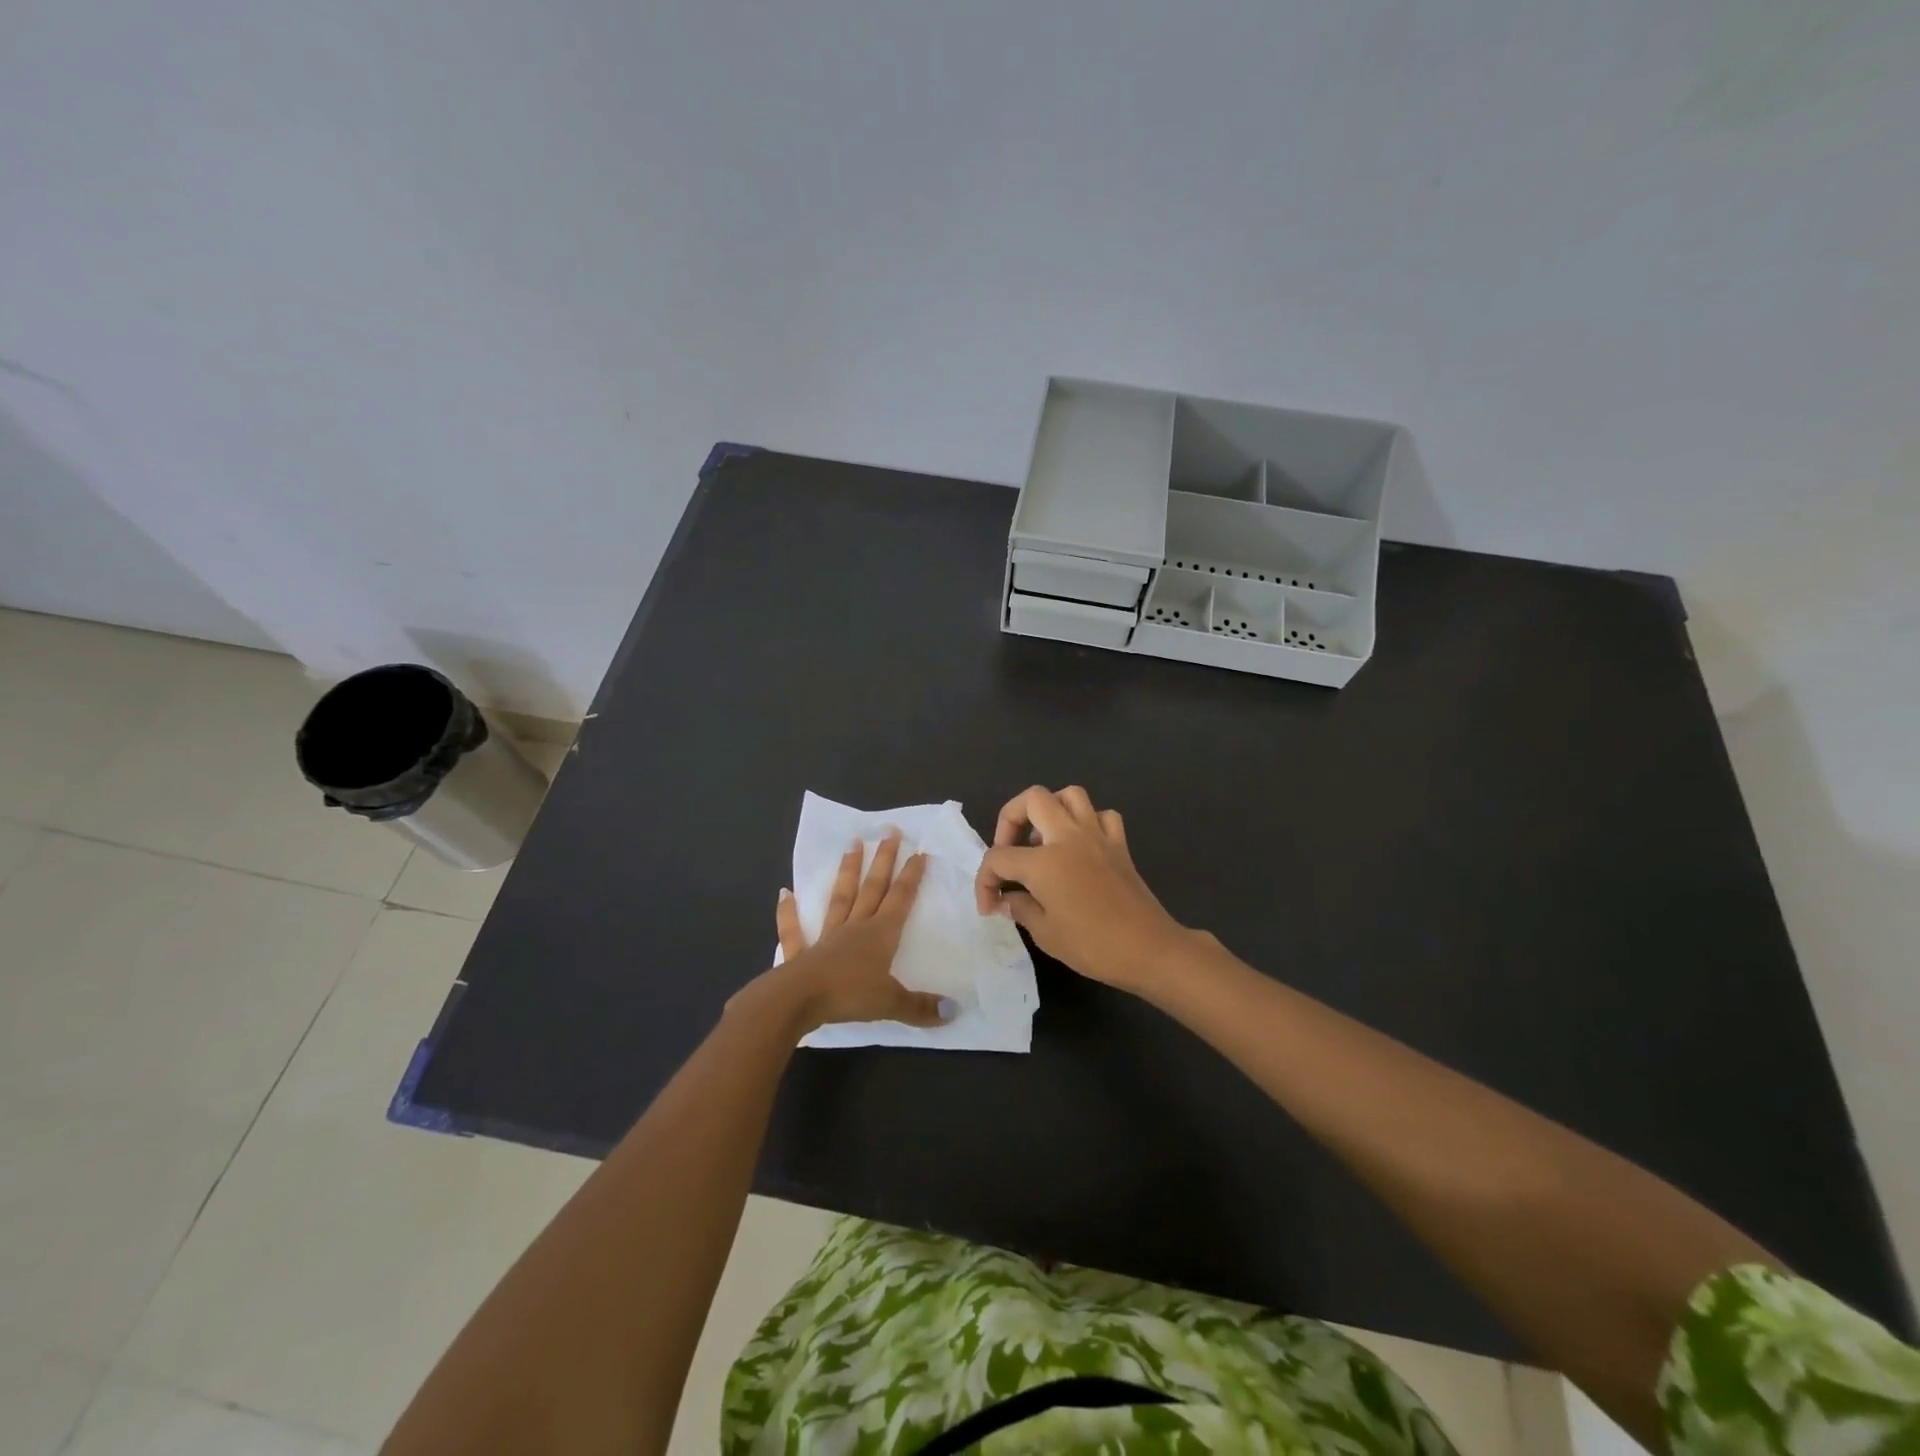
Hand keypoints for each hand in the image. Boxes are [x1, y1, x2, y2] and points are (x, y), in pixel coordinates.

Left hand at [740, 831, 953, 1033]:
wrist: (798, 1000)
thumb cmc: (849, 996)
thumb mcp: (891, 1003)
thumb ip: (921, 1007)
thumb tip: (954, 1011)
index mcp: (880, 935)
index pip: (900, 899)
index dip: (911, 876)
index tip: (919, 852)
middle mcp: (855, 927)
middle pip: (872, 888)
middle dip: (883, 860)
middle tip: (889, 831)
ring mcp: (826, 937)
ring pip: (840, 898)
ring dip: (846, 872)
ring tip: (851, 844)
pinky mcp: (800, 953)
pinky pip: (794, 930)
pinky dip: (789, 912)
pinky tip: (784, 893)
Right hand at [974, 786, 1190, 993]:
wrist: (1149, 949)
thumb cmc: (1093, 945)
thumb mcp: (1046, 934)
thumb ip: (1020, 908)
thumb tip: (1006, 899)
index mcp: (1044, 861)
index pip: (999, 858)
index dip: (985, 881)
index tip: (989, 906)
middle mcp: (1068, 837)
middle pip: (1032, 799)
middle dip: (1010, 819)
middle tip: (1009, 850)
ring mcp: (1097, 836)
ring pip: (1069, 796)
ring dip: (1049, 810)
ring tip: (1042, 839)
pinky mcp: (1119, 845)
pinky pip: (1101, 815)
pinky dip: (1087, 822)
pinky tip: (1080, 844)